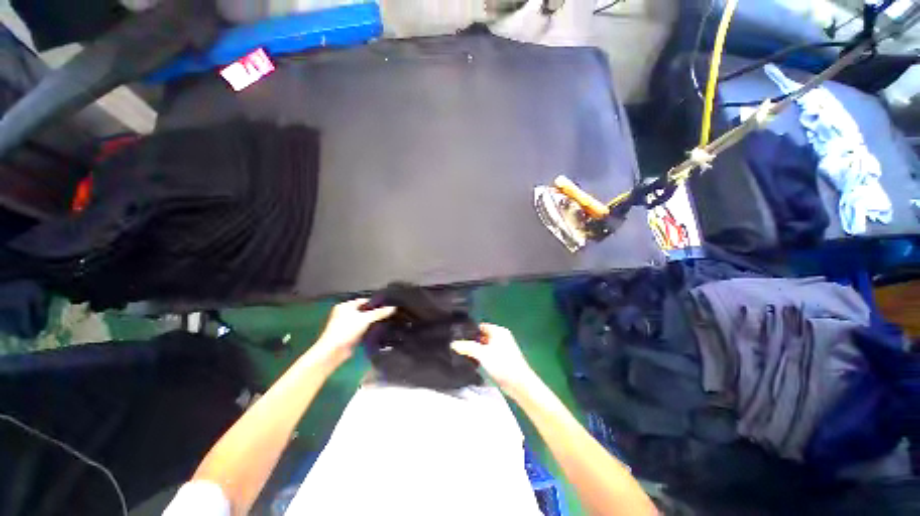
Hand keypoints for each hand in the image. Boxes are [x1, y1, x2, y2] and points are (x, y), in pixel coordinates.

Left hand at [310, 299, 394, 365]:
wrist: (334, 351)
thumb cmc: (347, 330)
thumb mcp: (365, 318)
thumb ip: (379, 313)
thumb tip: (393, 308)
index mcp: (345, 306)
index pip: (364, 301)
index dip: (375, 302)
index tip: (388, 305)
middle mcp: (345, 313)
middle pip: (364, 310)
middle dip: (375, 312)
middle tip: (389, 313)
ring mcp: (346, 325)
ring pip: (364, 320)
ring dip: (372, 321)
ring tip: (387, 320)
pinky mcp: (349, 335)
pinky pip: (362, 329)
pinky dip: (369, 329)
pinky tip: (379, 329)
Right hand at [451, 323, 539, 398]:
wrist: (519, 383)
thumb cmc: (502, 364)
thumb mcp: (482, 354)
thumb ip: (467, 347)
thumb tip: (453, 344)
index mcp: (498, 331)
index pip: (480, 326)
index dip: (469, 331)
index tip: (458, 337)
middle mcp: (501, 337)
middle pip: (482, 336)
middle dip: (472, 341)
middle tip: (459, 346)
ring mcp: (503, 348)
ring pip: (485, 346)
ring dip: (477, 350)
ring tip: (463, 354)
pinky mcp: (503, 359)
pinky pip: (489, 354)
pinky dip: (482, 356)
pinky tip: (474, 362)